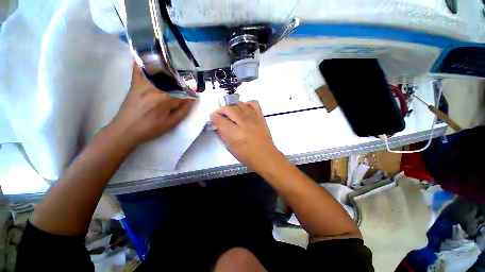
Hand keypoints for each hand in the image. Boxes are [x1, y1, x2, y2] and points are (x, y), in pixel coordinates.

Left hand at [109, 63, 193, 145]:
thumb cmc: (150, 129)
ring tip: (178, 66)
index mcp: (162, 100)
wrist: (125, 130)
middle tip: (191, 79)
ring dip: (169, 68)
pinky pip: (139, 69)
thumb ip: (183, 111)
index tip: (197, 92)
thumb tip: (191, 99)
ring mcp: (142, 84)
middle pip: (171, 79)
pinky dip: (144, 61)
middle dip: (183, 79)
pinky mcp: (135, 84)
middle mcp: (152, 88)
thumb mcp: (171, 124)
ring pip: (157, 71)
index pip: (182, 92)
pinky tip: (152, 55)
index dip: (191, 92)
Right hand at [210, 101, 284, 170]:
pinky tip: (244, 108)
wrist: (265, 156)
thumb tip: (218, 125)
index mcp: (235, 134)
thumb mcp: (230, 148)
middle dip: (221, 109)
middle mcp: (244, 124)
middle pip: (229, 109)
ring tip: (231, 111)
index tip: (213, 117)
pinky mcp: (261, 117)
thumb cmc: (247, 156)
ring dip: (233, 106)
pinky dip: (247, 103)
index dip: (214, 117)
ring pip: (240, 104)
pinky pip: (254, 104)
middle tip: (220, 114)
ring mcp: (254, 119)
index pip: (220, 120)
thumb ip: (223, 135)